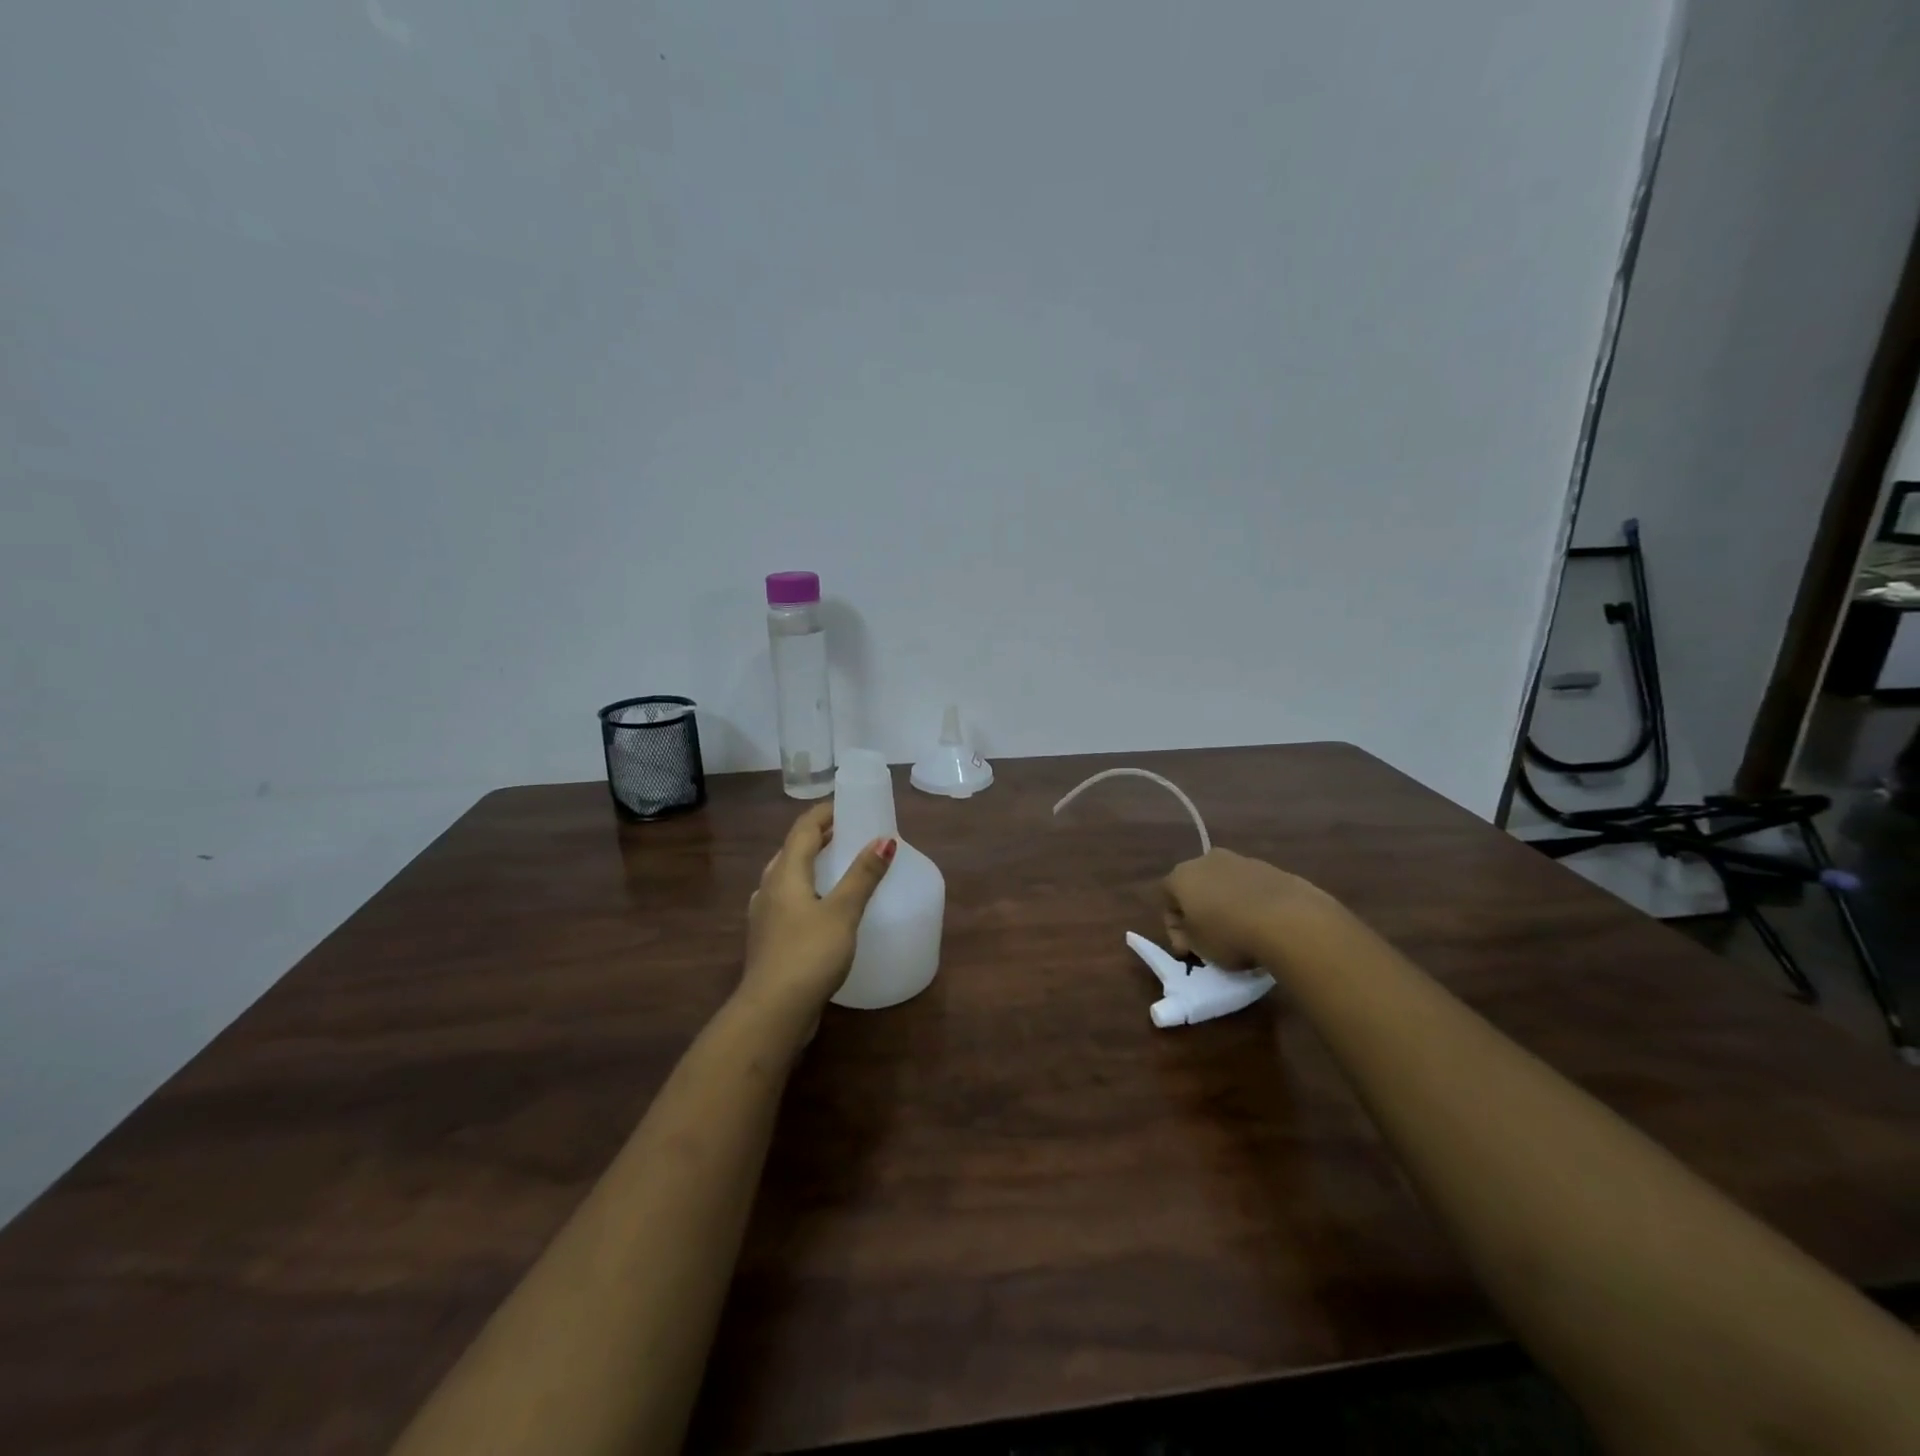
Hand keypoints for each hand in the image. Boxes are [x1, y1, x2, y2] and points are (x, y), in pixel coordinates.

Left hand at [742, 803, 894, 1015]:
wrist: (772, 1012)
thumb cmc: (808, 954)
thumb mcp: (842, 912)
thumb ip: (863, 875)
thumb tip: (884, 839)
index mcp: (785, 874)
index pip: (803, 830)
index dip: (824, 813)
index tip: (848, 805)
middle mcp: (769, 889)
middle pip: (791, 850)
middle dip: (818, 836)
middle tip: (848, 832)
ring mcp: (765, 916)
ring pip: (786, 877)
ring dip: (809, 864)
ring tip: (837, 864)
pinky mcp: (769, 940)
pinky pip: (787, 900)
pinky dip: (806, 890)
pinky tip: (820, 906)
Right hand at [1161, 847, 1339, 968]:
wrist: (1289, 920)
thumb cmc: (1230, 934)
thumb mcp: (1198, 947)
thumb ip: (1187, 937)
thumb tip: (1191, 933)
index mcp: (1181, 876)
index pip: (1167, 900)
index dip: (1174, 928)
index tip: (1188, 950)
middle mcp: (1207, 860)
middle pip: (1196, 887)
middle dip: (1200, 911)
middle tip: (1211, 940)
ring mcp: (1241, 860)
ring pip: (1224, 885)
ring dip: (1227, 905)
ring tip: (1242, 933)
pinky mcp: (1271, 868)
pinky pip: (1251, 888)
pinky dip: (1252, 903)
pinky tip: (1264, 925)